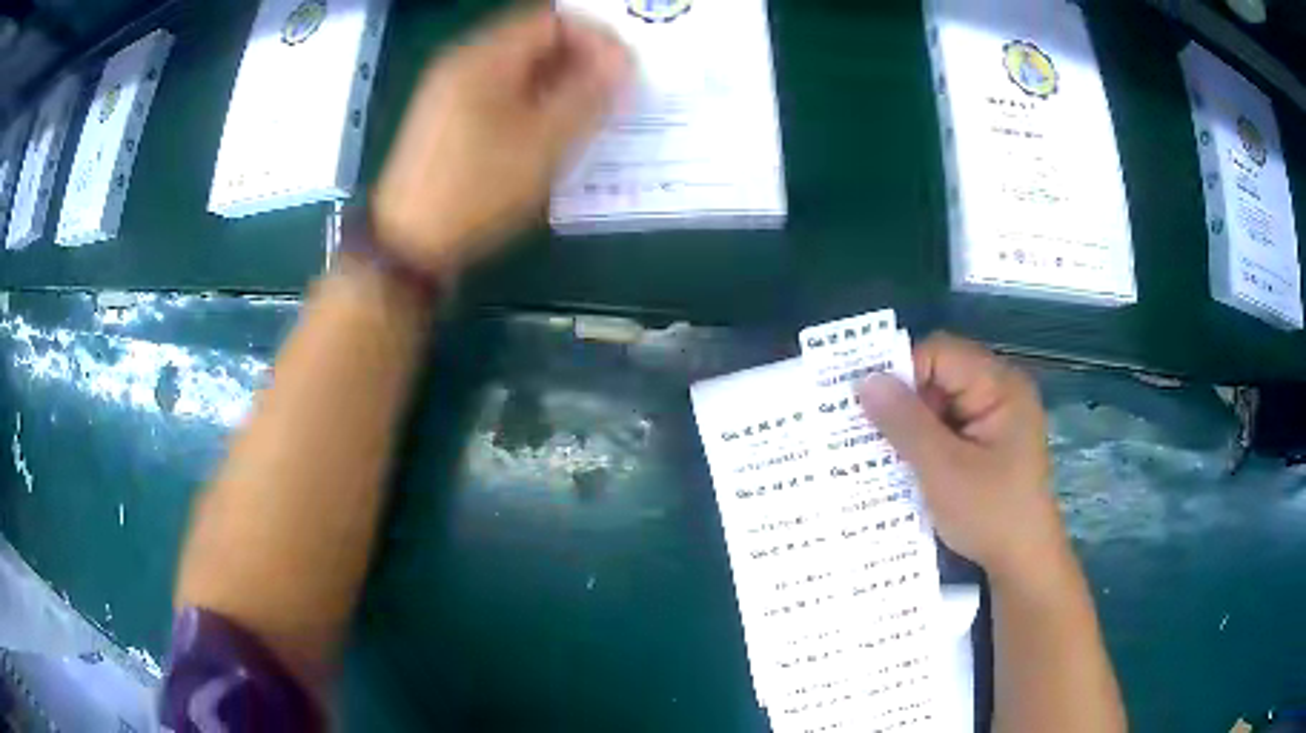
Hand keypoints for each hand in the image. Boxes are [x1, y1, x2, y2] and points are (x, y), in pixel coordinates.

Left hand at [371, 7, 629, 275]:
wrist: (410, 243)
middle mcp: (463, 62)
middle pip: (533, 40)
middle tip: (610, 96)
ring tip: (585, 116)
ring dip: (557, 82)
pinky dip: (531, 100)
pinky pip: (499, 91)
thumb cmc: (478, 188)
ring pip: (517, 68)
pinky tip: (547, 131)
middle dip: (579, 60)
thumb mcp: (544, 142)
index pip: (552, 19)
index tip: (623, 72)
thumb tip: (623, 61)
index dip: (595, 38)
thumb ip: (588, 93)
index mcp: (484, 56)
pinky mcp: (446, 118)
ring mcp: (450, 90)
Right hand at [857, 334, 1067, 584]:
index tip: (865, 406)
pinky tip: (904, 464)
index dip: (901, 373)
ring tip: (878, 450)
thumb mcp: (942, 470)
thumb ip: (905, 422)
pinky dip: (925, 442)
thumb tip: (865, 380)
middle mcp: (1000, 392)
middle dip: (903, 402)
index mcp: (1000, 386)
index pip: (940, 354)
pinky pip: (948, 426)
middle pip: (940, 375)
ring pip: (940, 403)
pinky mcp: (988, 442)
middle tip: (864, 431)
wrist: (1023, 563)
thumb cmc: (990, 514)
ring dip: (911, 425)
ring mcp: (995, 418)